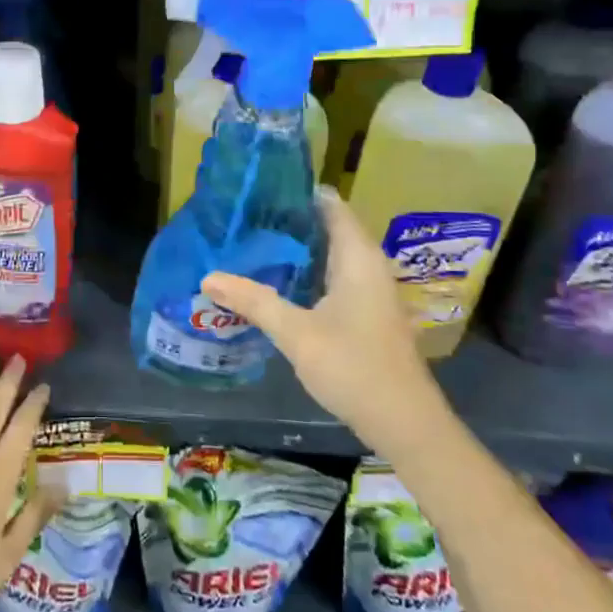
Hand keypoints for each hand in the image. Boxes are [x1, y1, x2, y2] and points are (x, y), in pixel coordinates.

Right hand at [202, 187, 443, 449]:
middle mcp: (368, 264)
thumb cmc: (354, 367)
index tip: (259, 188)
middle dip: (288, 220)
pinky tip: (278, 281)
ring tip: (252, 241)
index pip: (329, 204)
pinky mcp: (367, 312)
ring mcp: (371, 289)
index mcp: (357, 256)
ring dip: (297, 248)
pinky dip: (307, 271)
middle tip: (244, 215)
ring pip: (330, 253)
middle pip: (327, 226)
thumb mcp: (296, 332)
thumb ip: (253, 301)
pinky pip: (334, 275)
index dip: (296, 192)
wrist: (405, 423)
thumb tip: (207, 276)